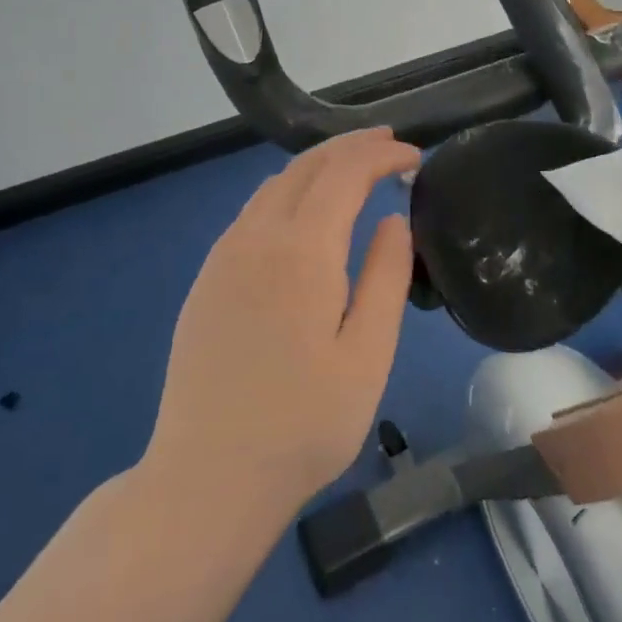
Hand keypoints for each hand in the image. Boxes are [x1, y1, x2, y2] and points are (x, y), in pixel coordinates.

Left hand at [143, 128, 420, 519]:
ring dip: (317, 166)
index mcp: (301, 251)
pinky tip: (304, 213)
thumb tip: (392, 219)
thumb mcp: (368, 353)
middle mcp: (256, 239)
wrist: (208, 477)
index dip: (382, 155)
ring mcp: (223, 259)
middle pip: (305, 167)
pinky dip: (287, 192)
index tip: (415, 157)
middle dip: (350, 146)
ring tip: (354, 169)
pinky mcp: (207, 282)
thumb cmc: (304, 422)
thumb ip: (386, 276)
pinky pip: (251, 213)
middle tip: (390, 144)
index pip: (344, 174)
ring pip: (273, 186)